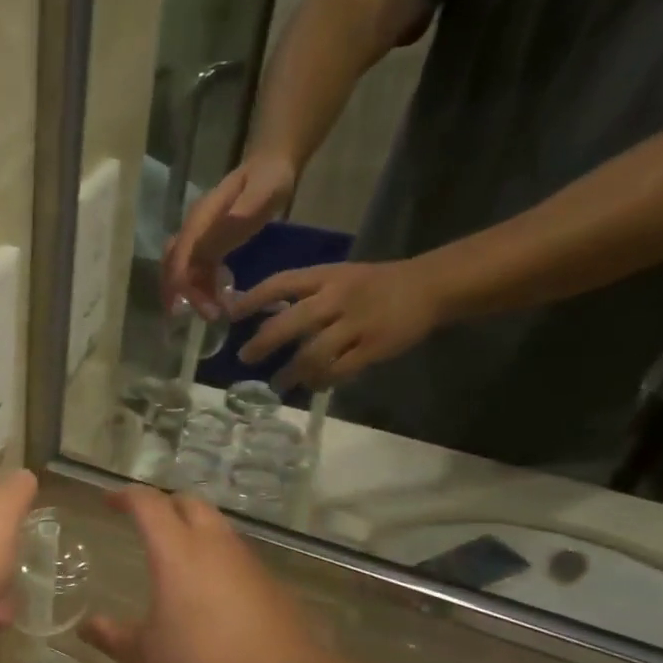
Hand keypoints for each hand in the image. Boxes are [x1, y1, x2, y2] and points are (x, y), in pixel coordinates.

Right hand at [78, 488, 325, 662]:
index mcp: (177, 552)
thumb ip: (113, 638)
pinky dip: (215, 556)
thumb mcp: (146, 658)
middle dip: (163, 504)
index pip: (149, 504)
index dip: (126, 497)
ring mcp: (246, 561)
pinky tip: (208, 591)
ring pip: (217, 526)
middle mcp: (214, 545)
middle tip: (143, 523)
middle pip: (188, 503)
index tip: (109, 502)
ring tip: (174, 556)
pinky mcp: (270, 582)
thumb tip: (85, 627)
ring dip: (192, 528)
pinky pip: (235, 554)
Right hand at [162, 153, 299, 318]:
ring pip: (182, 270)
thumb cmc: (269, 178)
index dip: (188, 287)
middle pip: (174, 267)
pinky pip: (196, 269)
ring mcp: (198, 237)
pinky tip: (216, 300)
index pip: (182, 259)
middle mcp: (193, 229)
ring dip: (191, 294)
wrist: (271, 164)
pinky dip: (201, 287)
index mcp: (201, 219)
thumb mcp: (262, 191)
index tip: (208, 310)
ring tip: (212, 314)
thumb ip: (243, 210)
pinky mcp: (207, 243)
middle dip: (181, 295)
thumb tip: (220, 232)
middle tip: (204, 317)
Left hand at [229, 260, 440, 390]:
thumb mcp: (339, 277)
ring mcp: (356, 323)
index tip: (231, 315)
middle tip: (245, 358)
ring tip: (277, 383)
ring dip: (290, 372)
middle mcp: (338, 298)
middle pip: (291, 322)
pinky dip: (321, 381)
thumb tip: (262, 316)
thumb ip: (305, 295)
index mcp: (326, 277)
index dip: (253, 299)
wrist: (431, 286)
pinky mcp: (374, 347)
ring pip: (313, 353)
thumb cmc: (375, 284)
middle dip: (263, 342)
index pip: (281, 284)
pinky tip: (312, 386)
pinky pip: (339, 371)